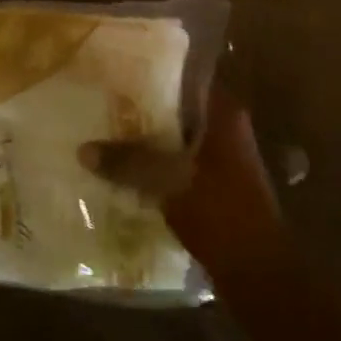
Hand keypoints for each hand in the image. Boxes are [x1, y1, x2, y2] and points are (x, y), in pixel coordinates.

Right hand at [81, 86, 286, 284]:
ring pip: (178, 137)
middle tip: (103, 100)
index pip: (188, 77)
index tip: (121, 68)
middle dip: (144, 107)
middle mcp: (227, 130)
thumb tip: (83, 149)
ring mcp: (224, 159)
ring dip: (149, 138)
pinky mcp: (216, 185)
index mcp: (224, 116)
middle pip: (180, 108)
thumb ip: (128, 162)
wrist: (258, 272)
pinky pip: (180, 162)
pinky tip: (126, 170)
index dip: (156, 72)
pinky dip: (157, 163)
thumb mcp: (169, 183)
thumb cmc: (220, 214)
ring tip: (106, 132)